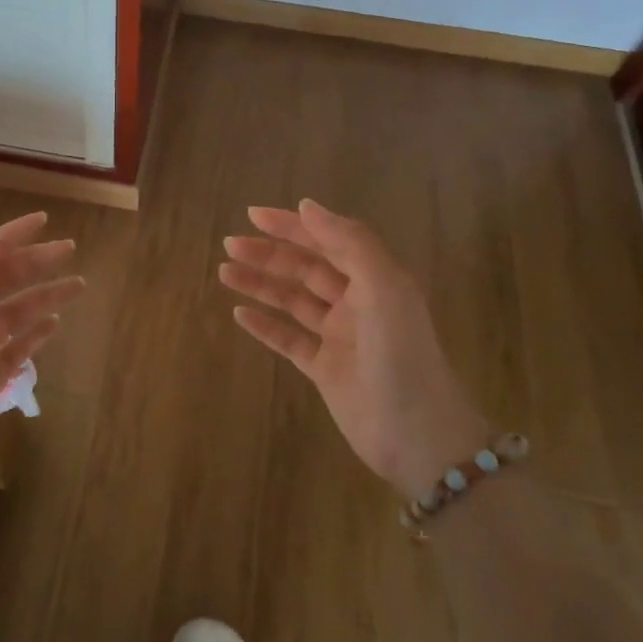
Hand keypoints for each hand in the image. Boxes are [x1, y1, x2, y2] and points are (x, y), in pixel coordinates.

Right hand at [219, 198, 489, 496]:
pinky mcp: (325, 369)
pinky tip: (239, 314)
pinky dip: (265, 326)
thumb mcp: (383, 288)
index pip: (327, 240)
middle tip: (230, 245)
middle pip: (306, 268)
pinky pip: (289, 339)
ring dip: (260, 284)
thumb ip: (349, 243)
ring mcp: (339, 337)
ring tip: (224, 272)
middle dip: (269, 254)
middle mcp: (356, 302)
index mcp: (374, 279)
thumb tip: (307, 206)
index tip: (253, 214)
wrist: (418, 436)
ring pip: (292, 301)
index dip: (292, 226)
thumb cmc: (401, 355)